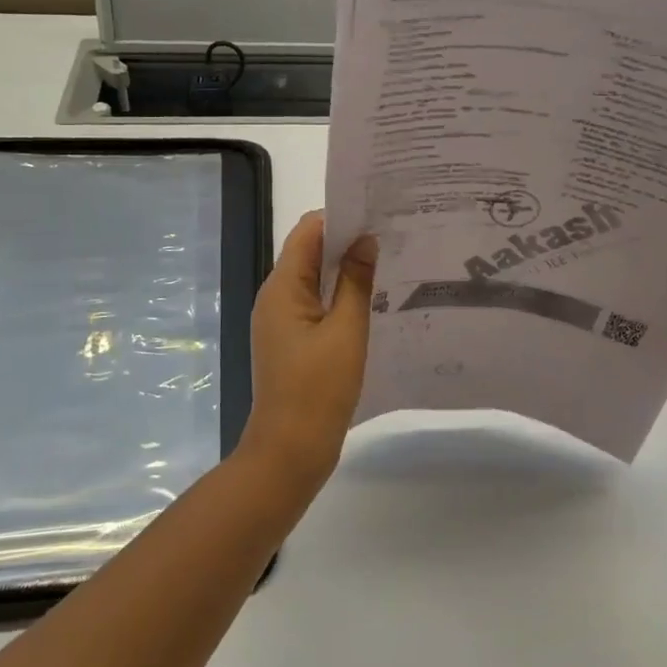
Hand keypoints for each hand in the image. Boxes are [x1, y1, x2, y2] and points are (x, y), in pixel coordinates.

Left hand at [238, 211, 376, 499]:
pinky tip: (372, 301)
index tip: (378, 214)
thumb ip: (356, 282)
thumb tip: (366, 240)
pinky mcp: (291, 341)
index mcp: (282, 287)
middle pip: (309, 253)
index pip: (308, 231)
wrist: (289, 452)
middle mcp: (275, 297)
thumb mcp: (346, 331)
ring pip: (314, 280)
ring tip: (388, 263)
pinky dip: (339, 296)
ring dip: (345, 270)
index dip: (340, 218)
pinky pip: (315, 305)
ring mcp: (281, 321)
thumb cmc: (318, 389)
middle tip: (391, 236)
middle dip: (347, 242)